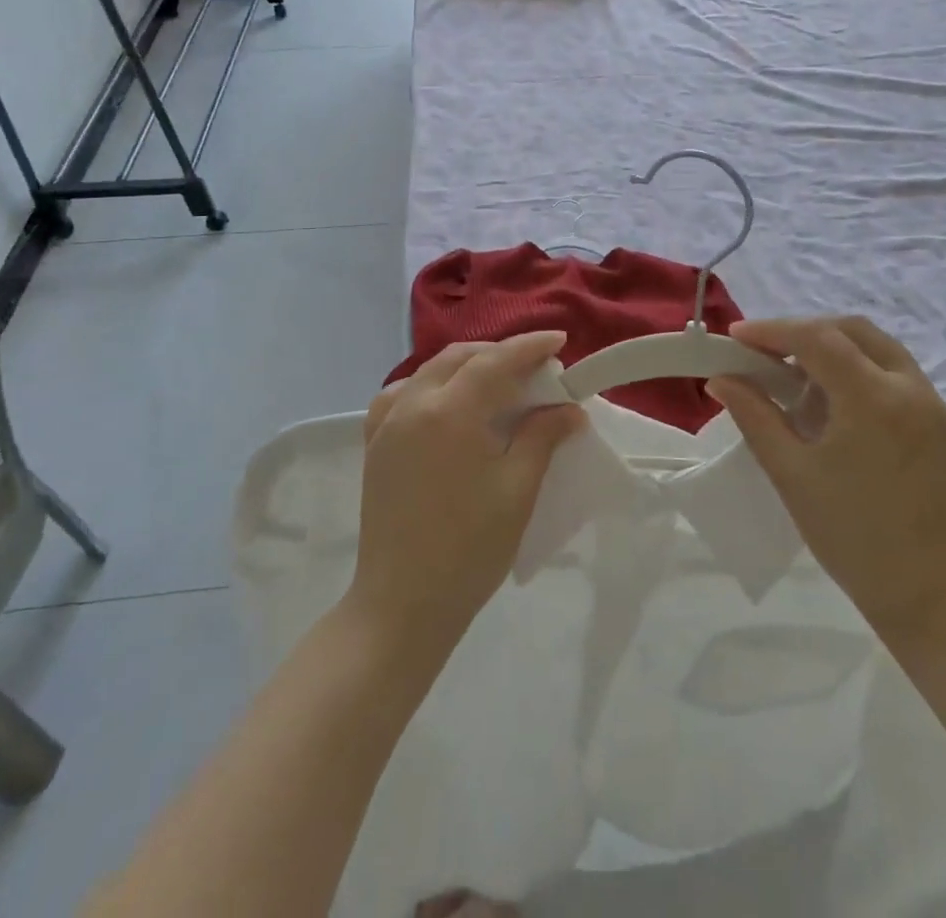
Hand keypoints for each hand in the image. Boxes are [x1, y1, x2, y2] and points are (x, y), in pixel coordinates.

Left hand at [347, 331, 585, 656]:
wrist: (402, 604)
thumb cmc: (470, 549)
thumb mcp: (517, 489)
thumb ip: (543, 436)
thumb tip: (570, 408)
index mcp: (450, 411)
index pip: (496, 361)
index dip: (530, 347)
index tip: (560, 341)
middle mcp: (413, 404)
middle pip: (460, 358)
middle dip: (499, 354)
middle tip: (534, 369)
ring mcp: (387, 423)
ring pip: (429, 371)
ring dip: (465, 366)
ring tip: (495, 382)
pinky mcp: (375, 445)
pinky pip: (401, 395)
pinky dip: (429, 386)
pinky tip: (444, 404)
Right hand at [708, 316, 945, 643]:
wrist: (927, 594)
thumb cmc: (849, 535)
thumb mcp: (790, 472)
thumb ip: (754, 415)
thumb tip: (720, 378)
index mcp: (874, 400)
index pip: (817, 339)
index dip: (773, 330)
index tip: (737, 336)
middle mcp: (912, 389)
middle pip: (852, 331)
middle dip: (804, 333)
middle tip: (766, 353)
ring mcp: (935, 406)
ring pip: (878, 348)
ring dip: (834, 349)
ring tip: (797, 380)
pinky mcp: (944, 424)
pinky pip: (897, 374)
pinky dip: (860, 371)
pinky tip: (835, 405)